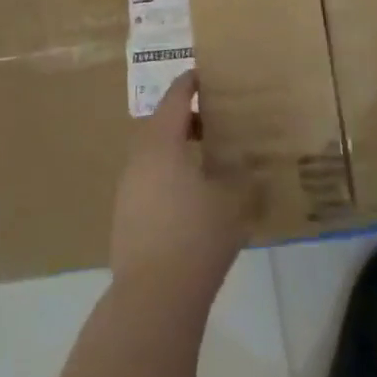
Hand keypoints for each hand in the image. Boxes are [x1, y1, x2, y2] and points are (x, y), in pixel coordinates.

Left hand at [109, 72, 248, 297]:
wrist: (152, 301)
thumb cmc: (196, 237)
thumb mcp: (233, 200)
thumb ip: (244, 174)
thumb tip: (251, 161)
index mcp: (162, 142)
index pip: (176, 96)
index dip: (193, 82)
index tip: (209, 75)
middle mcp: (139, 158)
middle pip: (163, 124)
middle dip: (189, 119)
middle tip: (217, 121)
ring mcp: (128, 190)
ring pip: (155, 155)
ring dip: (179, 151)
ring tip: (208, 160)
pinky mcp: (125, 219)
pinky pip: (150, 182)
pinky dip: (170, 177)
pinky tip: (191, 199)